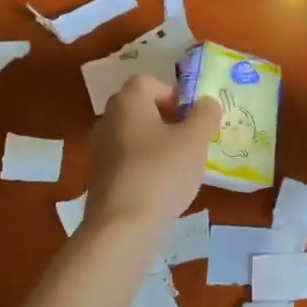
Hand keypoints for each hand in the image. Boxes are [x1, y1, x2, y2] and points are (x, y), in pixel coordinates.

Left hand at [84, 76, 219, 236]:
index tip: (192, 116)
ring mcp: (100, 149)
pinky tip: (162, 185)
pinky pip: (128, 159)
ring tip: (180, 164)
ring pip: (135, 135)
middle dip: (167, 118)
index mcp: (128, 102)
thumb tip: (206, 103)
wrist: (123, 225)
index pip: (149, 82)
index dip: (174, 94)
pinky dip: (145, 164)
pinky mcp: (100, 177)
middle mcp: (108, 119)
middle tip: (191, 138)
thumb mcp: (195, 140)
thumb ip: (205, 115)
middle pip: (140, 108)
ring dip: (157, 143)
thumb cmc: (162, 172)